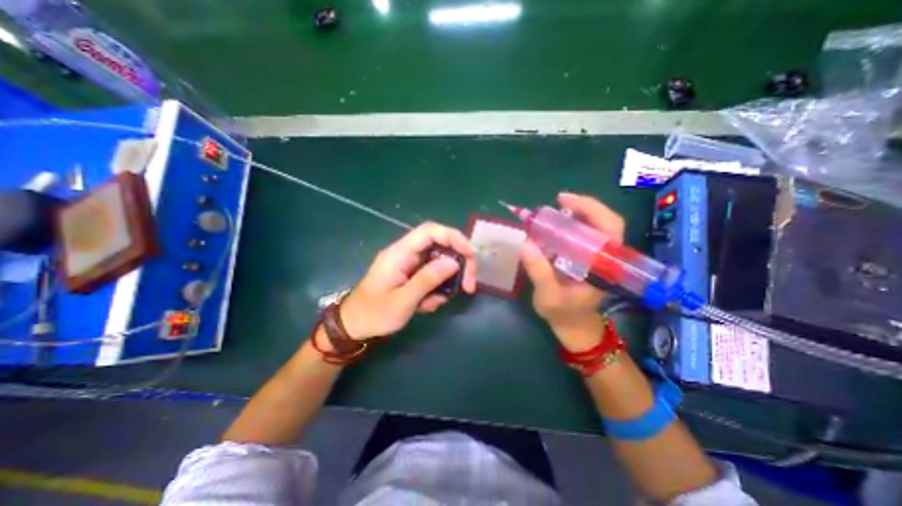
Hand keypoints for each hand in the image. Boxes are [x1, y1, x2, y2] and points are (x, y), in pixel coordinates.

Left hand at [340, 221, 478, 336]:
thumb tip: (454, 262)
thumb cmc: (373, 314)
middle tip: (468, 285)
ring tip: (435, 303)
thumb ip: (427, 280)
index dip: (453, 237)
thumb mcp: (402, 301)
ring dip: (446, 282)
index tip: (471, 254)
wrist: (354, 325)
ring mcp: (409, 264)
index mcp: (399, 253)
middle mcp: (406, 254)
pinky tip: (427, 305)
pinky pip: (433, 276)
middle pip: (440, 246)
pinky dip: (437, 290)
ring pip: (439, 263)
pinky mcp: (412, 275)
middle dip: (458, 264)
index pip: (430, 231)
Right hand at [518, 191, 623, 348]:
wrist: (573, 325)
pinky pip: (583, 234)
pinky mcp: (587, 257)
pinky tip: (554, 225)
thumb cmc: (563, 313)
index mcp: (604, 265)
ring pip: (595, 226)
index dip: (591, 208)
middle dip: (583, 206)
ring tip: (553, 211)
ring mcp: (597, 256)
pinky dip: (570, 224)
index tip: (564, 200)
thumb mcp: (549, 295)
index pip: (610, 229)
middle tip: (558, 201)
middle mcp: (605, 257)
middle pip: (605, 222)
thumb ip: (539, 272)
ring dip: (576, 213)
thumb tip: (526, 242)